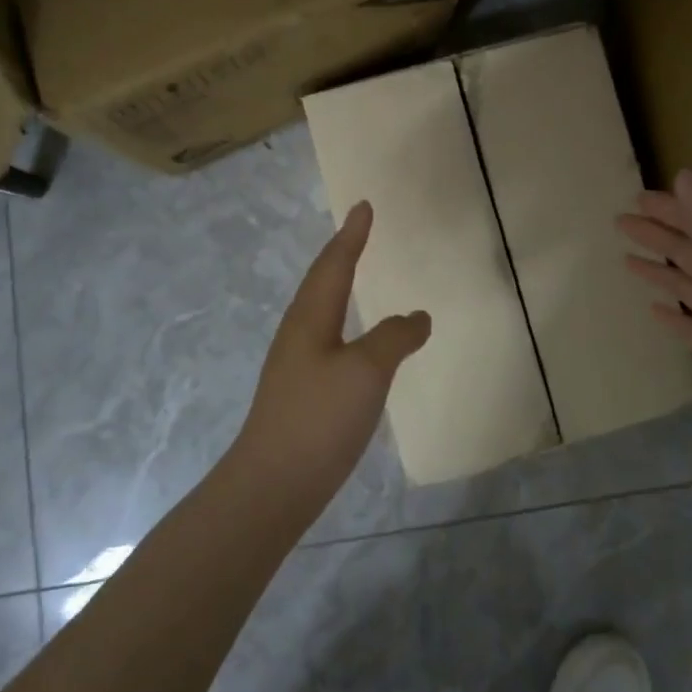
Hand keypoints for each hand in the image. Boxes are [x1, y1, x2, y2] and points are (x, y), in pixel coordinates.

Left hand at [235, 202, 431, 506]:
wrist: (273, 485)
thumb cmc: (319, 417)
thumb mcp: (366, 371)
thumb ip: (394, 337)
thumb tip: (418, 317)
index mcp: (310, 318)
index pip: (334, 264)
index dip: (352, 235)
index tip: (364, 206)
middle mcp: (299, 334)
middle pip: (321, 282)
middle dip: (341, 254)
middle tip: (360, 233)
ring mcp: (296, 365)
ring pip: (321, 312)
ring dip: (339, 286)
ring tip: (357, 277)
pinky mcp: (302, 393)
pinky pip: (328, 341)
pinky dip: (346, 324)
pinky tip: (357, 344)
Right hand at [618, 169, 691, 434]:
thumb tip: (682, 174)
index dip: (669, 206)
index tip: (637, 197)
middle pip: (684, 247)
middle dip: (655, 232)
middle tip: (620, 221)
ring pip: (681, 282)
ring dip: (656, 269)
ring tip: (626, 258)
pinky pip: (683, 322)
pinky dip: (668, 313)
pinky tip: (652, 309)